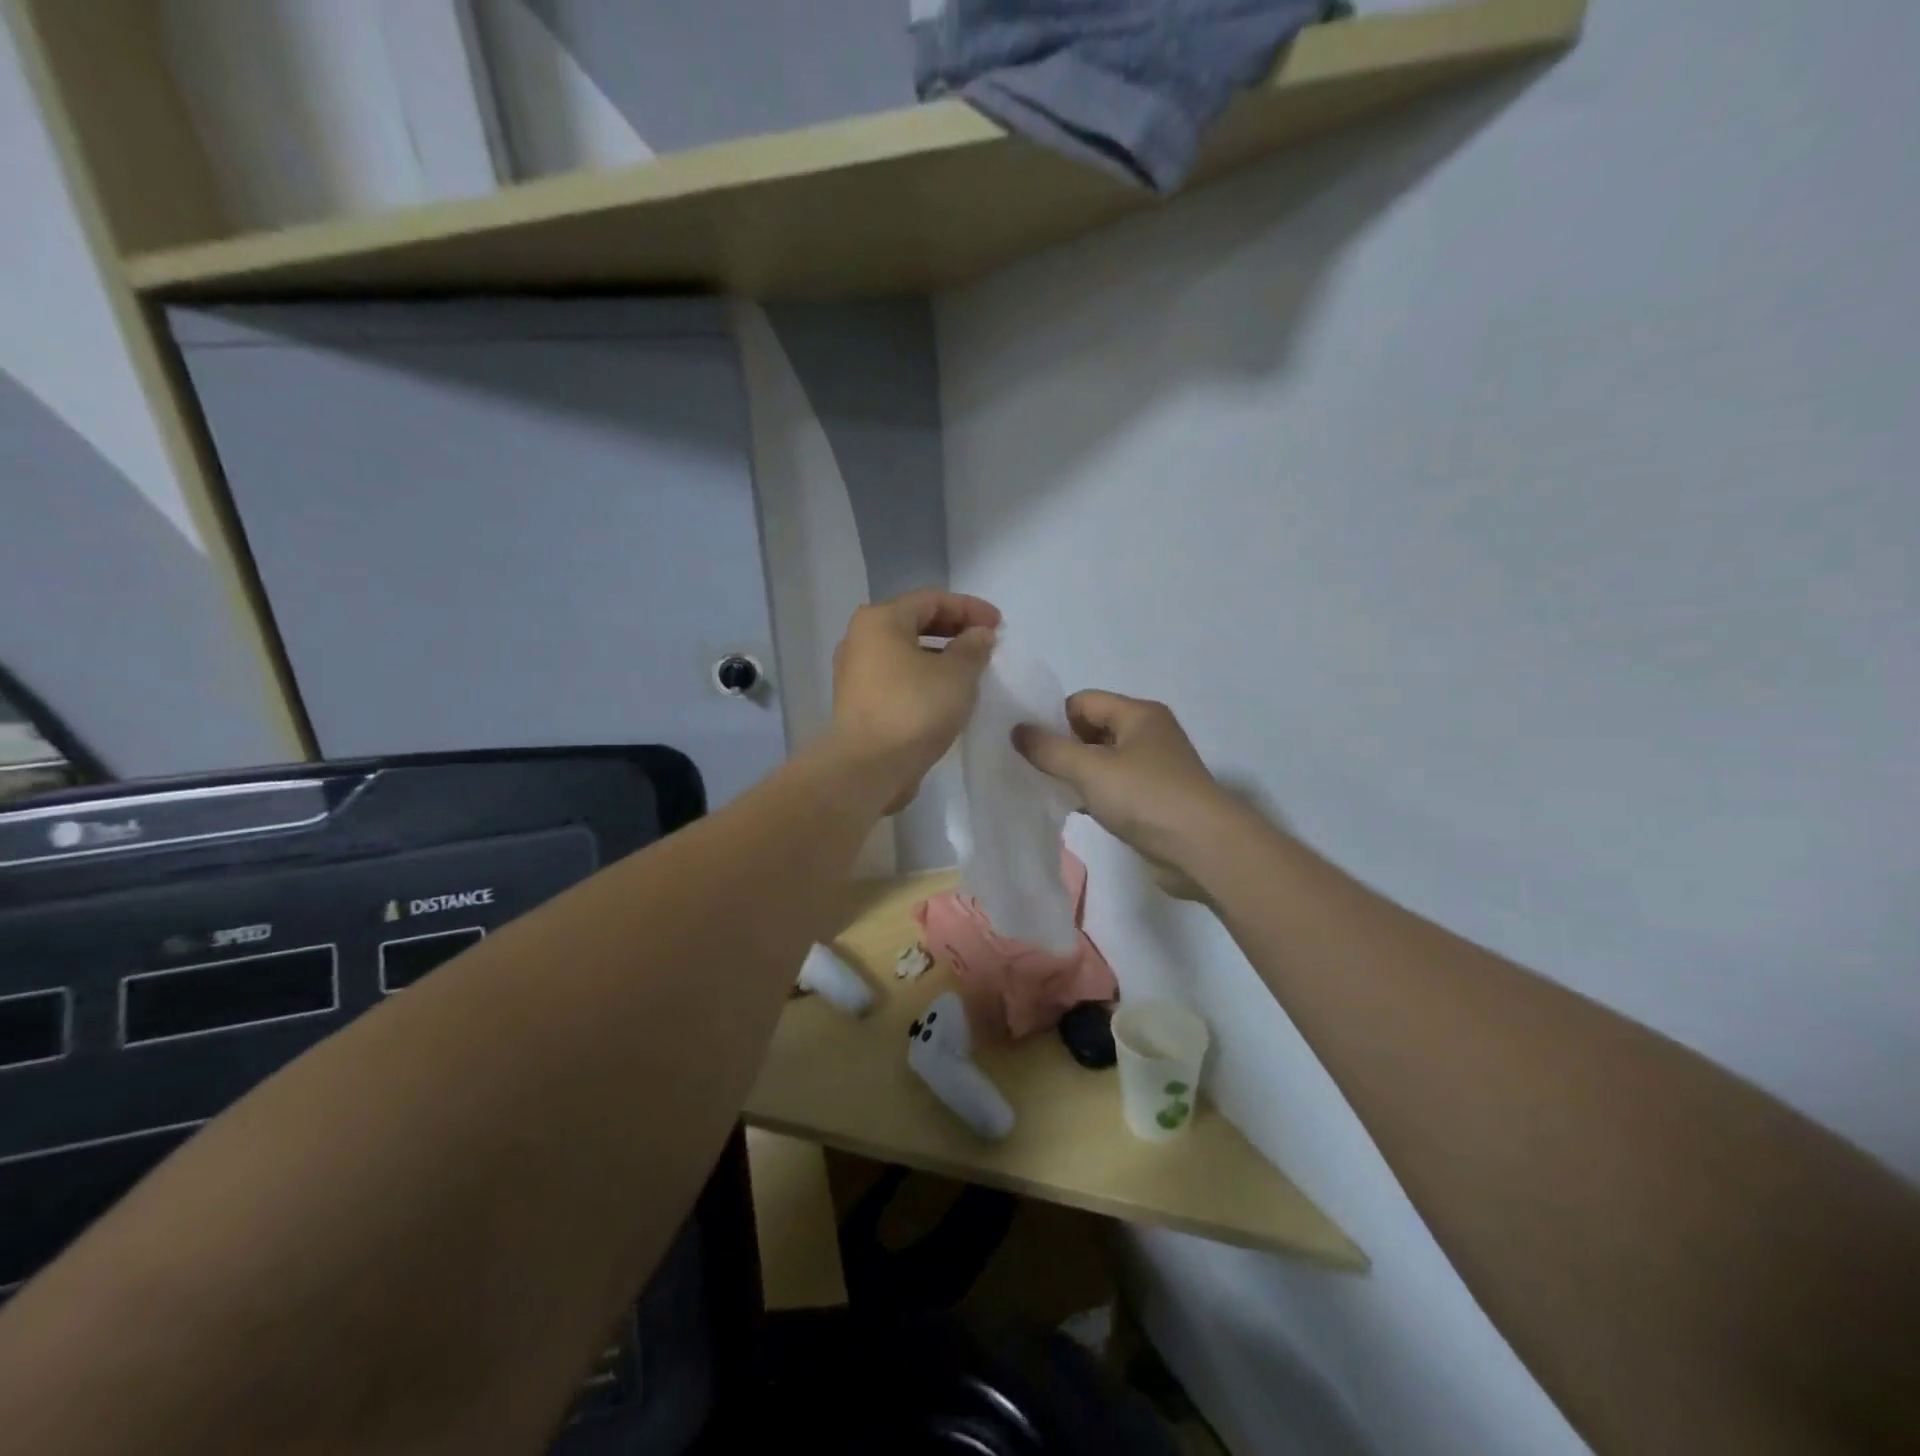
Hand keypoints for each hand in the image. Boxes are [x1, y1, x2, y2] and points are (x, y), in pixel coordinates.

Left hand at [830, 590, 1000, 811]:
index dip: (969, 608)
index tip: (999, 625)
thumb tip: (979, 635)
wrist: (868, 768)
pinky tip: (945, 696)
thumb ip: (972, 648)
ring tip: (970, 671)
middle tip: (985, 644)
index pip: (931, 600)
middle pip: (914, 623)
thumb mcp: (956, 675)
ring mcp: (855, 673)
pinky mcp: (858, 703)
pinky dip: (923, 679)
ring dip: (939, 657)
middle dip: (954, 630)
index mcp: (880, 620)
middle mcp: (860, 640)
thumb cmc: (914, 710)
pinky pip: (897, 678)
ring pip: (905, 653)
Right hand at [1012, 692, 1234, 878]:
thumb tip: (1017, 730)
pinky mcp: (1155, 799)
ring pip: (1103, 761)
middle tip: (1034, 769)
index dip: (1053, 719)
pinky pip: (1115, 787)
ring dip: (1077, 773)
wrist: (1203, 849)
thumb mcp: (1090, 769)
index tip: (1027, 745)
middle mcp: (1149, 734)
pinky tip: (1077, 810)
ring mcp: (1154, 768)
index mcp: (1139, 713)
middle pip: (1093, 729)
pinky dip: (1095, 794)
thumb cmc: (1146, 797)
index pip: (1083, 701)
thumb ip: (1049, 749)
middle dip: (1063, 747)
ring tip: (1049, 790)